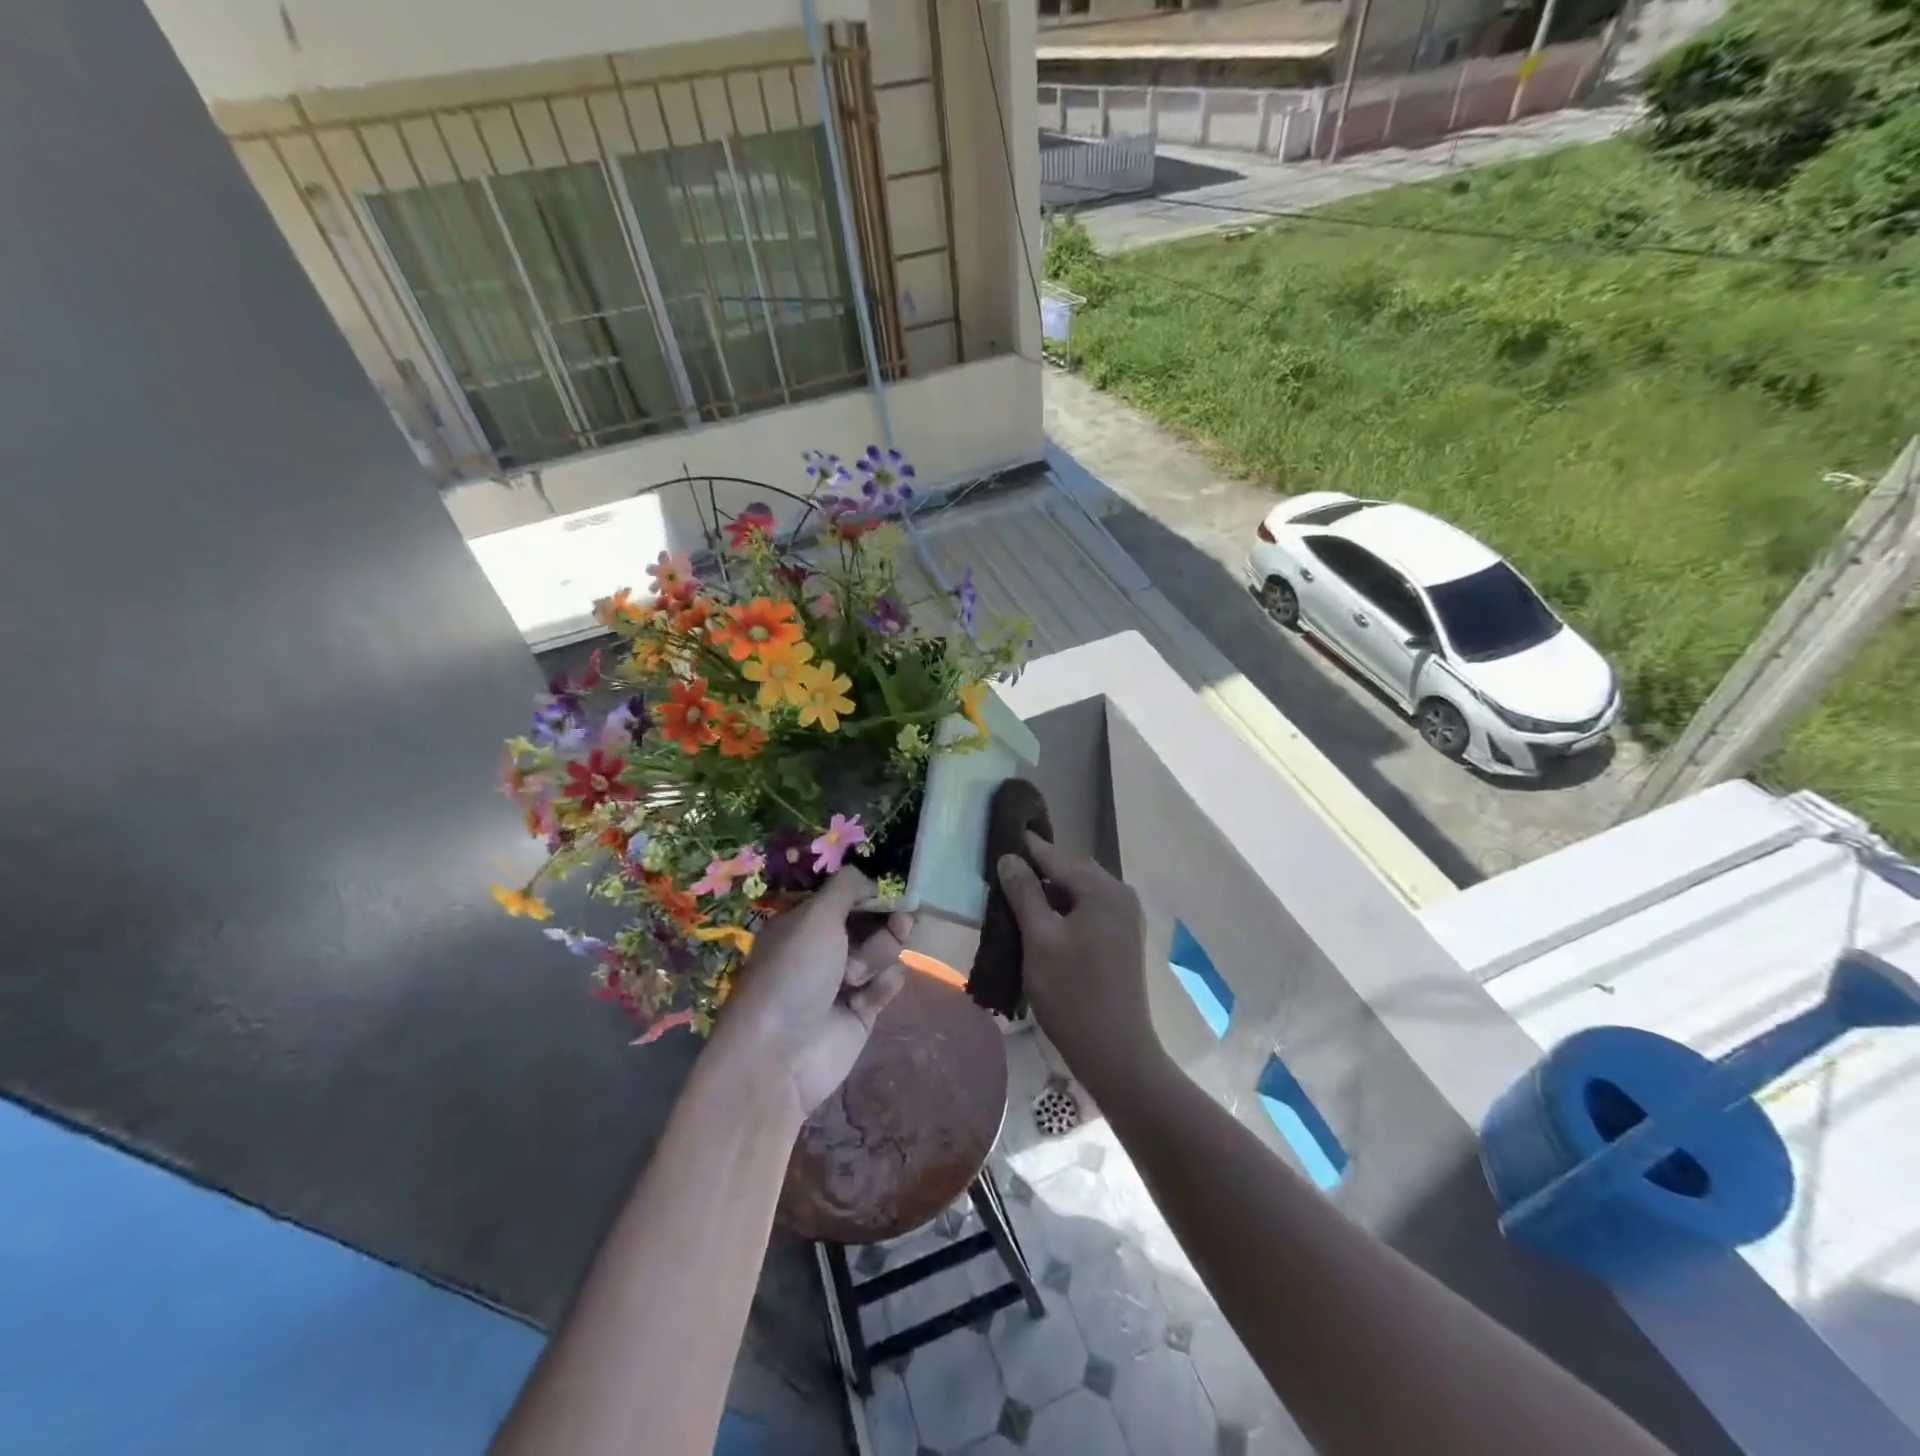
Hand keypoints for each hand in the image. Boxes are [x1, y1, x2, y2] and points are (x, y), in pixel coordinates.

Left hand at [708, 867, 911, 1124]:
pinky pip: (888, 983)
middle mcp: (825, 946)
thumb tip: (871, 879)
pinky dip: (883, 985)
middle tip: (900, 923)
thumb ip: (847, 888)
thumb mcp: (816, 917)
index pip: (849, 896)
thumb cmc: (793, 975)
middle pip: (874, 921)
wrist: (780, 1056)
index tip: (893, 894)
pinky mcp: (862, 1010)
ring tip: (855, 977)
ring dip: (878, 956)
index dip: (874, 893)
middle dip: (887, 922)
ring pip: (885, 951)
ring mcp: (845, 979)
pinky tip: (864, 997)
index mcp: (806, 921)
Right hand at [996, 835, 1159, 1102]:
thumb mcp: (1039, 938)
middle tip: (1001, 870)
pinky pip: (1087, 911)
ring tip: (1014, 895)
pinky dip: (1063, 911)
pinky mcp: (1121, 940)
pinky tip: (1040, 922)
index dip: (1027, 847)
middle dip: (1038, 871)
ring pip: (1078, 893)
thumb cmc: (1072, 992)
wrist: (1115, 1051)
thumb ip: (1024, 893)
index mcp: (1103, 890)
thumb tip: (1009, 857)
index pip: (1057, 856)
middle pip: (1071, 872)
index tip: (1001, 833)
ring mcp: (1125, 918)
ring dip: (1049, 893)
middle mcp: (1120, 895)